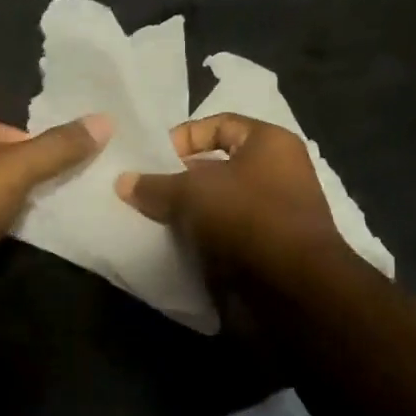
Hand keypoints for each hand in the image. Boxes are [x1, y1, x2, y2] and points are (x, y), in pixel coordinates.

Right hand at [114, 114, 350, 277]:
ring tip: (148, 219)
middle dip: (178, 179)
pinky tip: (168, 246)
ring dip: (186, 213)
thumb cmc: (247, 218)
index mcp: (270, 144)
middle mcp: (277, 174)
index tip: (152, 159)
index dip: (183, 137)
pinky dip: (199, 240)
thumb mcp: (192, 193)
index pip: (219, 124)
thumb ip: (155, 185)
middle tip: (143, 191)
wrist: (293, 291)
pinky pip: (223, 236)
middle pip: (216, 167)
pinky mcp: (265, 251)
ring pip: (217, 205)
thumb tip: (123, 182)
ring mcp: (272, 215)